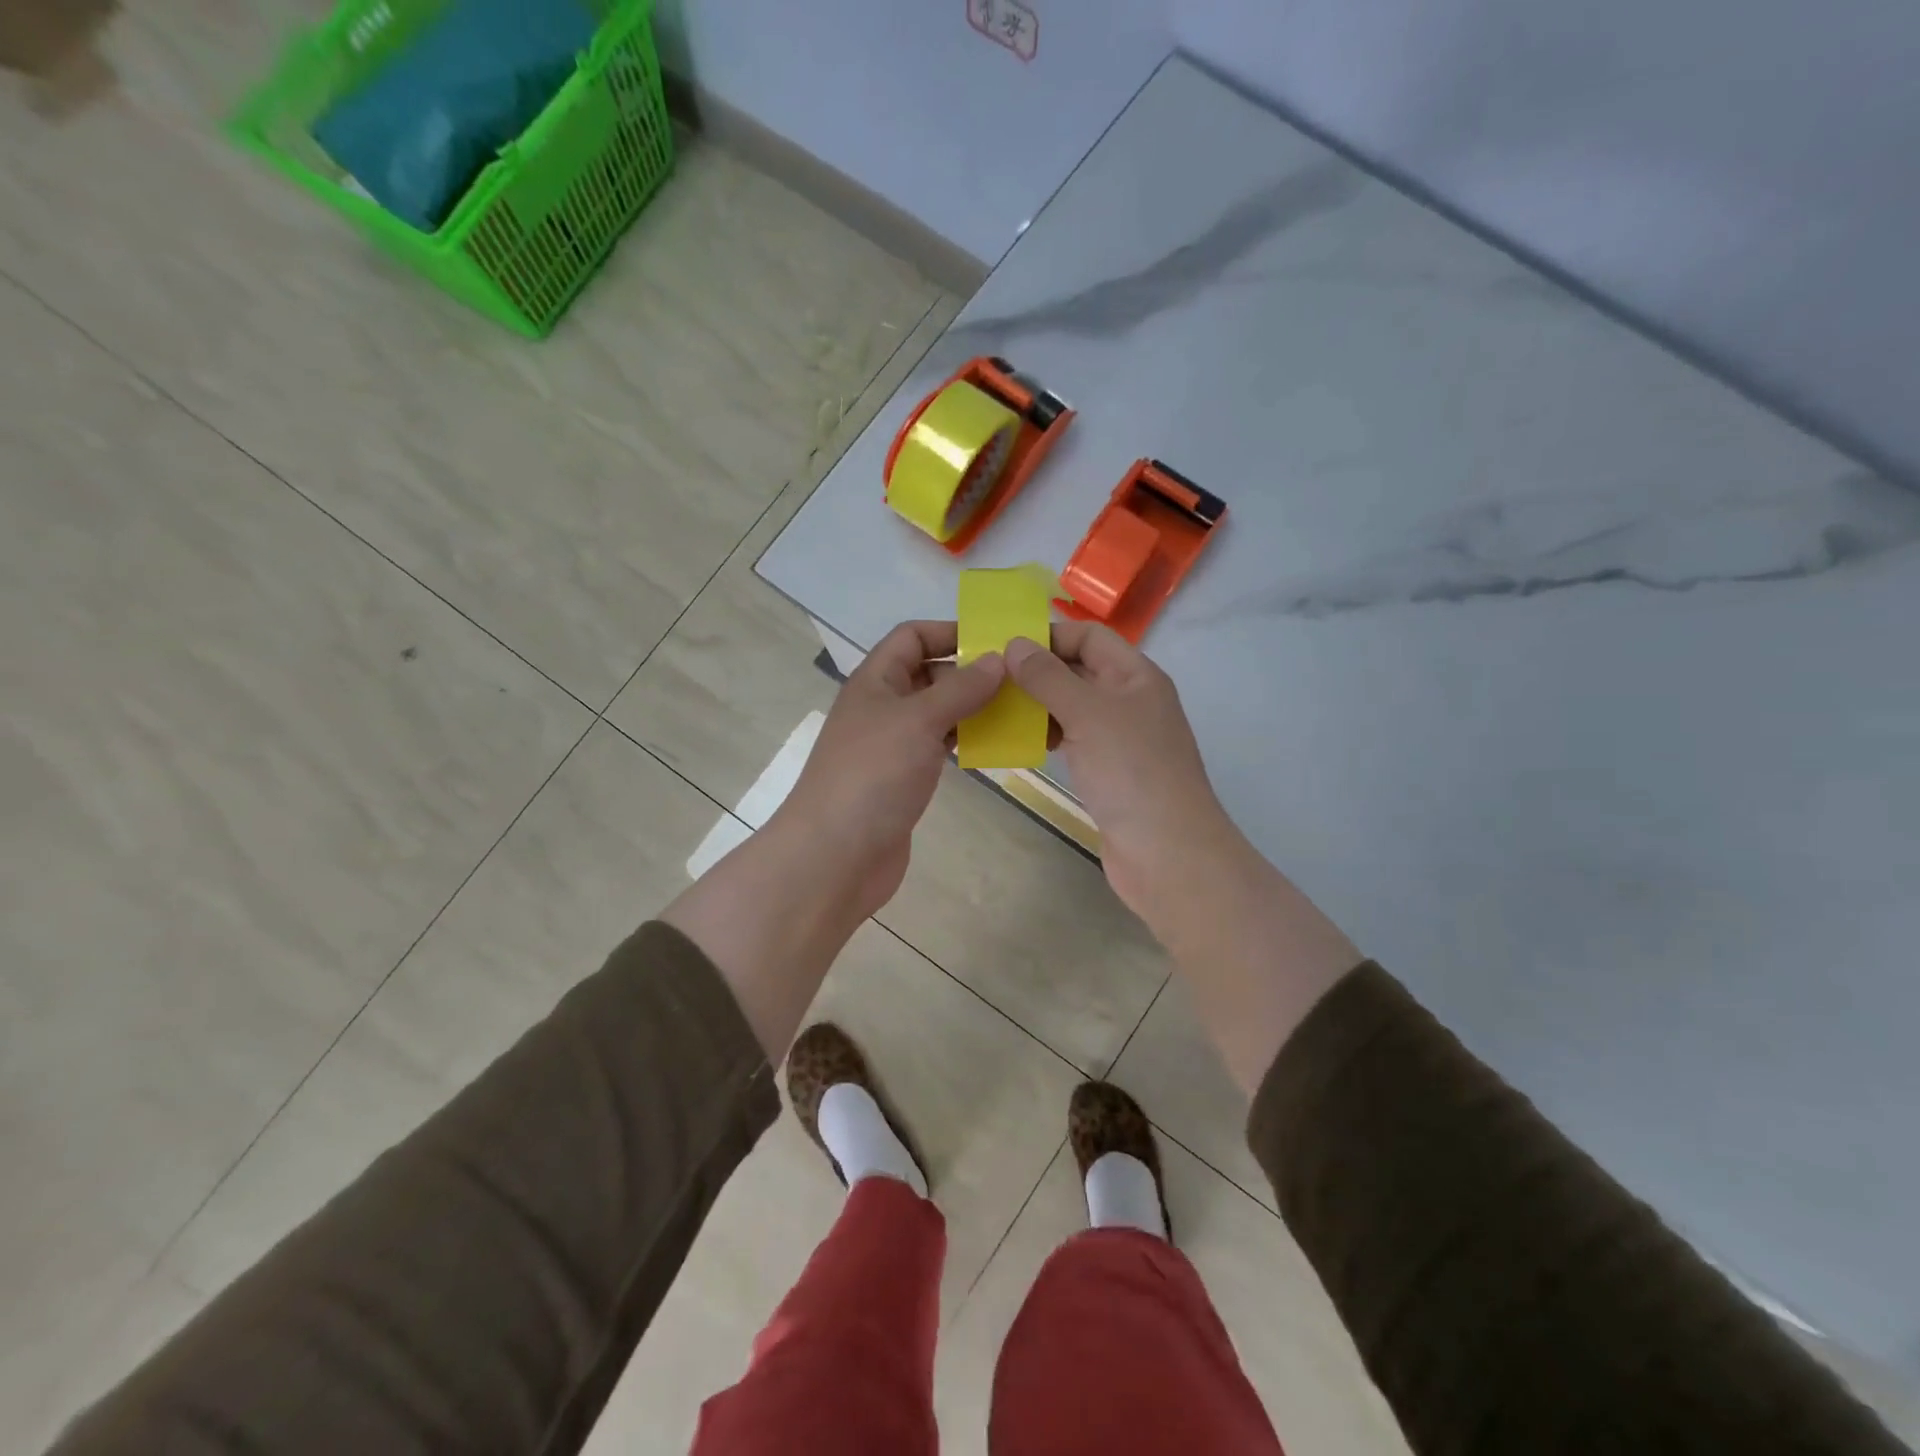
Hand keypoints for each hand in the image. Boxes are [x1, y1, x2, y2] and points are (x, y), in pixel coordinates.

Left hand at [777, 620, 1005, 920]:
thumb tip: (997, 659)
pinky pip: (939, 747)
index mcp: (875, 681)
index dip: (950, 632)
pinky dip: (965, 742)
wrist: (835, 856)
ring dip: (973, 709)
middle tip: (1021, 680)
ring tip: (1019, 712)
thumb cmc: (872, 776)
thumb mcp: (917, 721)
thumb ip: (959, 689)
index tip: (996, 642)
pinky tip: (995, 747)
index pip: (912, 637)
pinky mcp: (903, 779)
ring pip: (938, 713)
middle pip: (929, 674)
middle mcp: (883, 706)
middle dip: (971, 673)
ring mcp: (892, 745)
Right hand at [1004, 623, 1237, 926]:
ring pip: (1072, 707)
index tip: (1004, 648)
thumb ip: (1048, 677)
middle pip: (1079, 670)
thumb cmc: (1131, 773)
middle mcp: (1129, 700)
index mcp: (1136, 676)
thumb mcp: (1088, 715)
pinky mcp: (1108, 771)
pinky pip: (1072, 740)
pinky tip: (1019, 743)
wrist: (1167, 853)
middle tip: (989, 680)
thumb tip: (1014, 644)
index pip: (1089, 637)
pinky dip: (1047, 736)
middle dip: (1036, 672)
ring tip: (995, 710)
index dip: (1049, 636)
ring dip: (1037, 706)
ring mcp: (1120, 738)